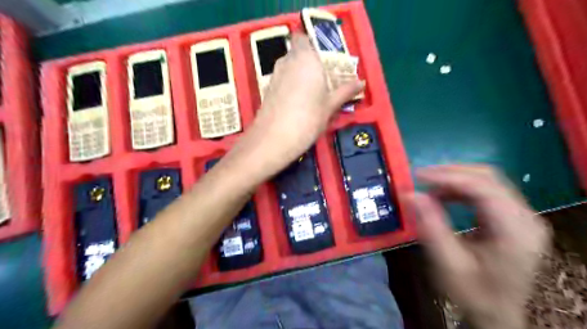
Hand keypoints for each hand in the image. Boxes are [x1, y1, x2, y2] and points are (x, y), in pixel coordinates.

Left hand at [231, 32, 365, 177]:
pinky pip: (282, 79)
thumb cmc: (308, 119)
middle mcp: (287, 61)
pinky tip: (298, 102)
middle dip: (309, 62)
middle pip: (297, 53)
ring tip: (312, 93)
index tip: (324, 60)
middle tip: (323, 79)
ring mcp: (274, 75)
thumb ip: (345, 91)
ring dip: (299, 74)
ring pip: (288, 67)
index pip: (303, 38)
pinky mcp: (267, 89)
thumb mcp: (330, 106)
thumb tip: (361, 82)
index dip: (312, 46)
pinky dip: (290, 85)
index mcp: (306, 58)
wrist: (274, 139)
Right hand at [404, 165, 550, 328]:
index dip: (448, 176)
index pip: (482, 187)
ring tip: (429, 189)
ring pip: (487, 180)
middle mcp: (526, 217)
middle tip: (421, 178)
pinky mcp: (514, 218)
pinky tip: (444, 197)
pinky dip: (461, 189)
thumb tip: (411, 195)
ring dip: (454, 180)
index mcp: (514, 231)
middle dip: (450, 173)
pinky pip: (487, 191)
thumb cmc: (473, 293)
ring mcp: (523, 216)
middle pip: (488, 177)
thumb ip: (430, 226)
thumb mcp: (447, 264)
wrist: (497, 313)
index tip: (417, 176)